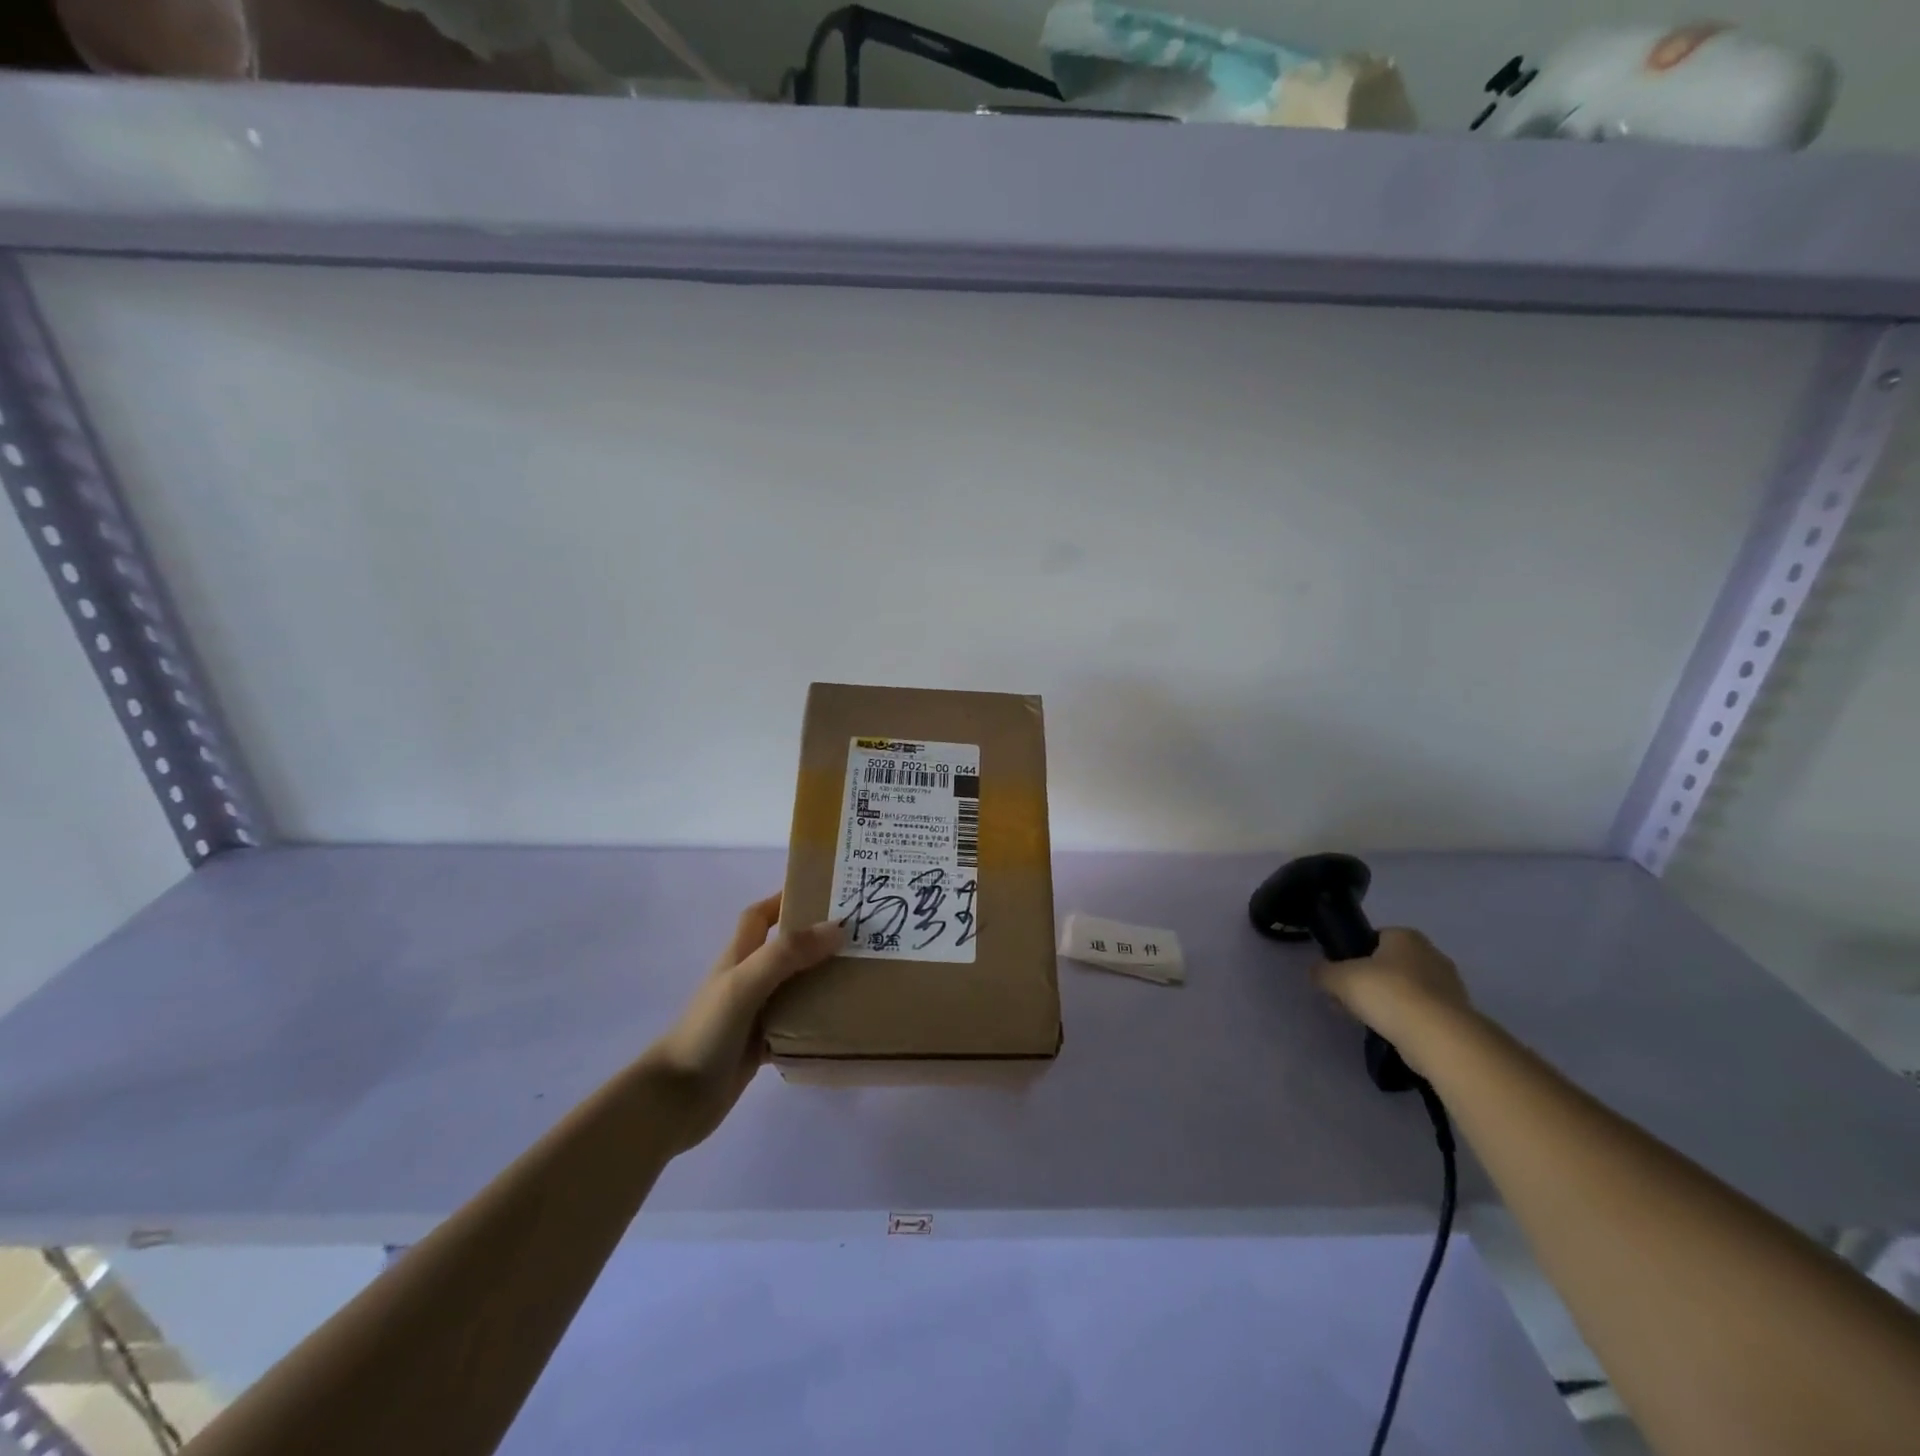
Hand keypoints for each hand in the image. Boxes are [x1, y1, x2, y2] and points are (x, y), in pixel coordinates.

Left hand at [639, 894, 842, 1154]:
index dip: (786, 898)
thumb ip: (787, 954)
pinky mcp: (761, 1046)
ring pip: (796, 988)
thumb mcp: (745, 983)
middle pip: (786, 949)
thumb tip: (838, 927)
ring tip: (863, 976)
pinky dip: (818, 1022)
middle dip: (818, 939)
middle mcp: (749, 980)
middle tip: (860, 936)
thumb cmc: (706, 1032)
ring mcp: (754, 1014)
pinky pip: (797, 1025)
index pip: (760, 915)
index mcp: (739, 957)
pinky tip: (844, 1023)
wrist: (674, 1101)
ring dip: (823, 981)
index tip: (825, 892)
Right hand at [1312, 927, 1472, 1069]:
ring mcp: (1450, 986)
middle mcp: (1431, 954)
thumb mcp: (1339, 978)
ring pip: (1406, 989)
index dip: (1355, 954)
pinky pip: (1421, 1012)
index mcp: (1406, 936)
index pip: (1375, 937)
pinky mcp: (1458, 1015)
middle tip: (1350, 999)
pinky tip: (1390, 1033)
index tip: (1342, 975)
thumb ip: (1323, 972)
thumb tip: (1317, 972)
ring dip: (1387, 1002)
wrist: (1439, 1037)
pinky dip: (1405, 1020)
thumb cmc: (1387, 993)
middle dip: (1370, 981)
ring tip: (1366, 1021)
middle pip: (1390, 964)